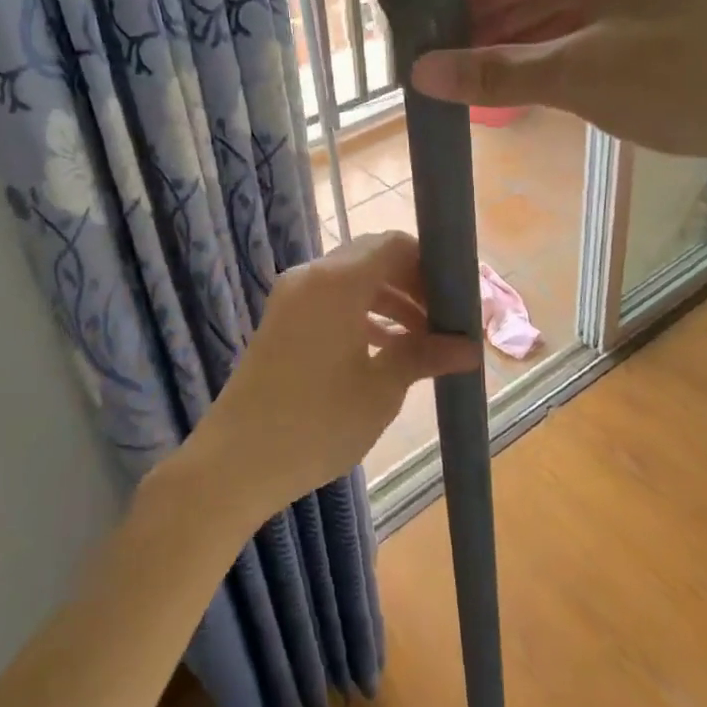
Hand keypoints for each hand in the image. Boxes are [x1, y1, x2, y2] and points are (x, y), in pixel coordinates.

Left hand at [186, 232, 480, 518]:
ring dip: (390, 300)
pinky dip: (362, 313)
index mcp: (338, 282)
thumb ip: (424, 356)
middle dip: (413, 283)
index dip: (431, 265)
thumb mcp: (380, 389)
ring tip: (424, 340)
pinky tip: (387, 348)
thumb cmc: (316, 423)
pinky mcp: (282, 319)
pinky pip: (331, 300)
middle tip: (445, 320)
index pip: (395, 244)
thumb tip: (471, 348)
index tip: (457, 299)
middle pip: (374, 257)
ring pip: (353, 280)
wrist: (235, 462)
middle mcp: (312, 276)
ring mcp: (292, 296)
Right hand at [411, 0, 706, 178]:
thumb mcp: (581, 78)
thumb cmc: (685, 83)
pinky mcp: (666, 17)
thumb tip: (420, 74)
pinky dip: (556, 52)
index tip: (421, 41)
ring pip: (563, 10)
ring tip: (473, 80)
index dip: (461, 5)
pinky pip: (592, 27)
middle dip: (487, 29)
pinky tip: (528, 78)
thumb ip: (497, 73)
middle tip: (442, 69)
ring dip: (519, 44)